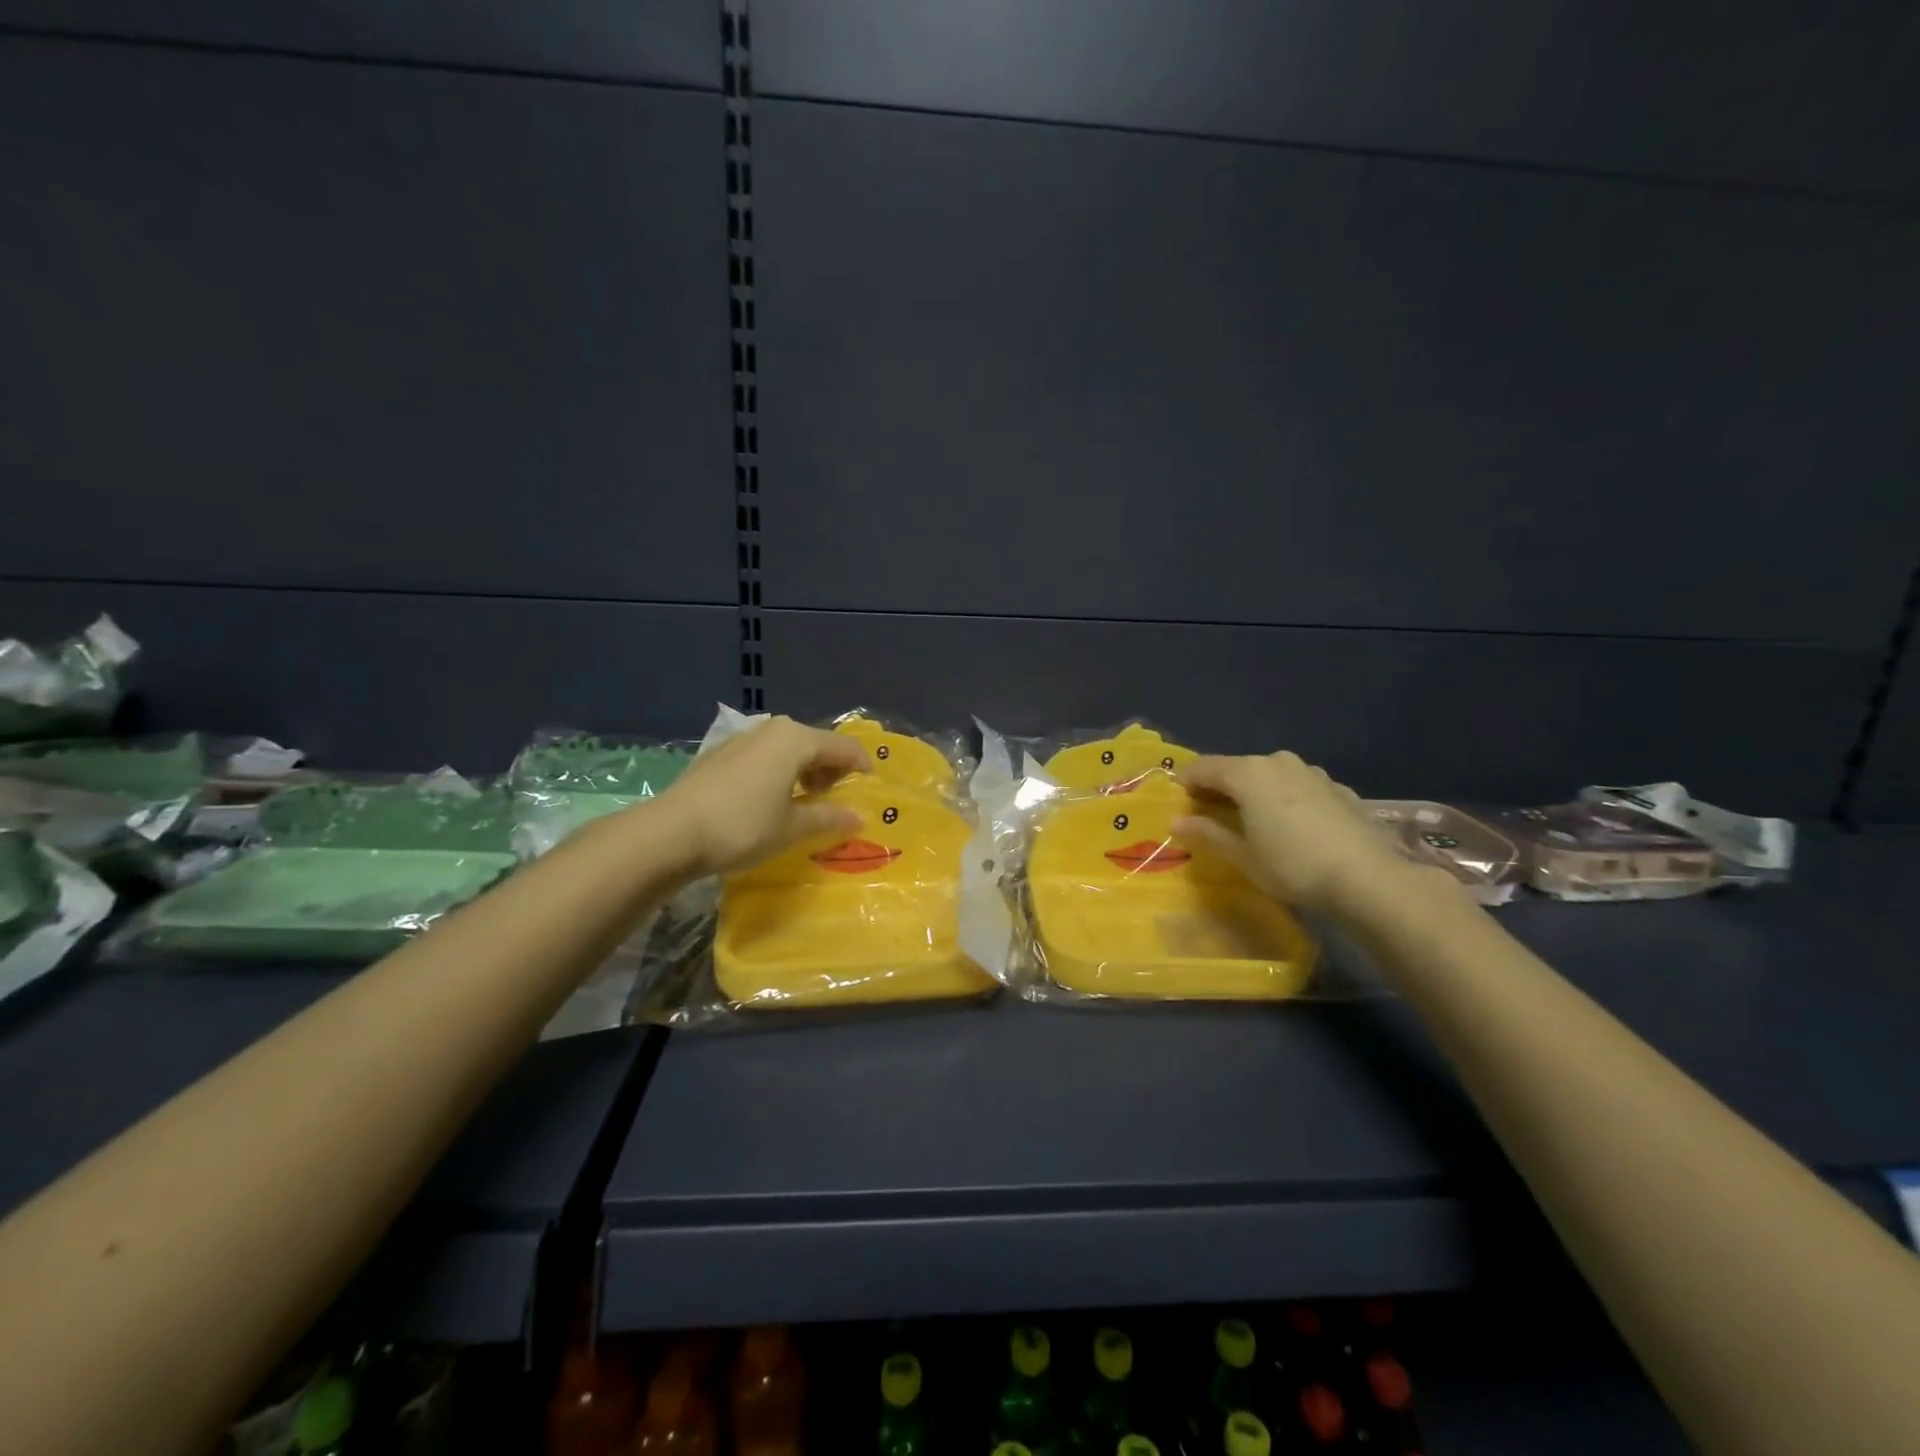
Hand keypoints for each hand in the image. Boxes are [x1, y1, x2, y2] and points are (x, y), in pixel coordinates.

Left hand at [653, 716, 870, 877]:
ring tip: (806, 802)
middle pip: (816, 744)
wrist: (670, 834)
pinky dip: (779, 773)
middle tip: (837, 801)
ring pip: (789, 749)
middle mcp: (772, 730)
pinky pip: (765, 757)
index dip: (862, 768)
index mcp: (796, 739)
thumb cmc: (742, 827)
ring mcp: (743, 739)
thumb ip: (829, 818)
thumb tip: (858, 817)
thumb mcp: (792, 828)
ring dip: (805, 772)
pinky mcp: (721, 754)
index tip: (870, 791)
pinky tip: (771, 801)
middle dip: (832, 770)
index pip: (844, 748)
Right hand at [1174, 751, 1414, 917]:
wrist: (1368, 877)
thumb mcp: (1242, 856)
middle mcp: (1278, 762)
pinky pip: (1298, 787)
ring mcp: (1312, 772)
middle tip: (1211, 814)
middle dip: (1221, 787)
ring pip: (1270, 775)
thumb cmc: (1292, 865)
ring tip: (1253, 820)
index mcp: (1248, 773)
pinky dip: (1285, 799)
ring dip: (1255, 791)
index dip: (1186, 782)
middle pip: (1237, 768)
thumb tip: (1177, 822)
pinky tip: (1292, 826)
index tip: (1178, 802)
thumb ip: (1207, 834)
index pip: (1203, 767)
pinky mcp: (1338, 788)